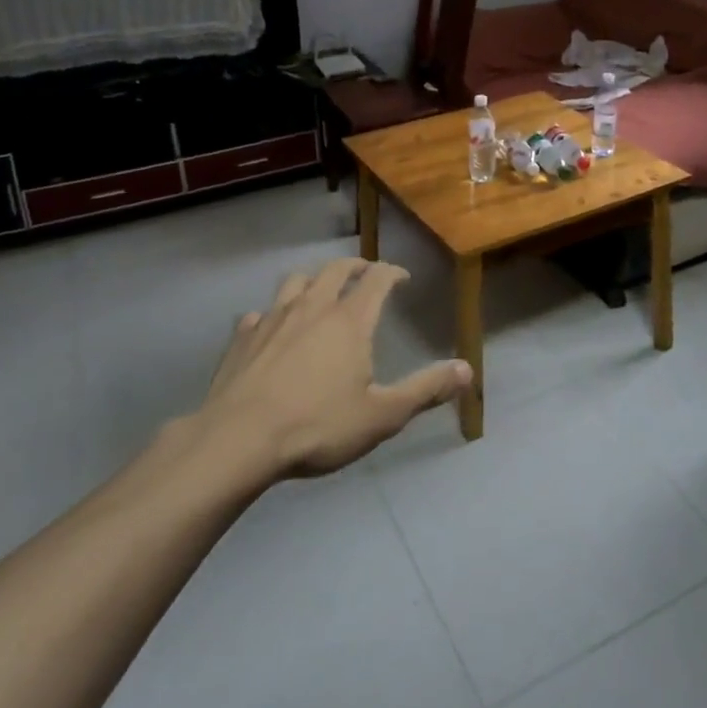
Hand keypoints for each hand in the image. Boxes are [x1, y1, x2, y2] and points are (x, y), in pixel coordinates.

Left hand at [197, 258, 472, 480]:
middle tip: (365, 274)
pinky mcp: (242, 338)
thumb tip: (468, 369)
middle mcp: (312, 307)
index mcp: (350, 320)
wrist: (238, 441)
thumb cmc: (317, 426)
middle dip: (355, 267)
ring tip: (319, 292)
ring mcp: (273, 318)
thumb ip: (425, 390)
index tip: (402, 277)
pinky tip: (270, 329)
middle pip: (336, 270)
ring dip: (313, 281)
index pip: (377, 279)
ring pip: (296, 282)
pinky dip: (271, 315)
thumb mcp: (382, 416)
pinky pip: (259, 314)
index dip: (392, 272)